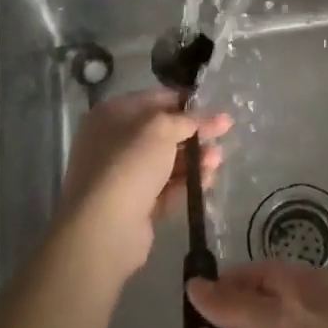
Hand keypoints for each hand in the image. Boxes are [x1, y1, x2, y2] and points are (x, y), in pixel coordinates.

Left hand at [58, 88, 230, 280]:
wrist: (104, 228)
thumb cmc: (130, 163)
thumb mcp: (162, 128)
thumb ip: (190, 119)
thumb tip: (216, 117)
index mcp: (112, 114)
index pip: (155, 99)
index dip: (186, 101)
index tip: (214, 106)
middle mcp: (113, 142)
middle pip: (162, 132)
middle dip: (193, 132)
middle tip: (223, 132)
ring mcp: (122, 176)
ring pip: (166, 161)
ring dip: (194, 158)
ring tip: (218, 159)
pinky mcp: (134, 205)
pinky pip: (165, 188)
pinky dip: (186, 183)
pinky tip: (208, 180)